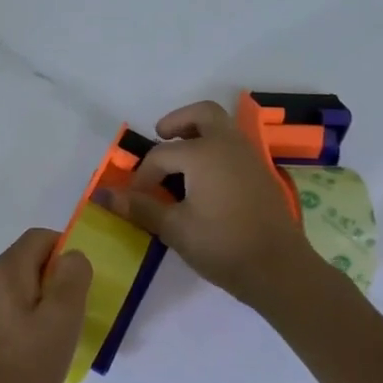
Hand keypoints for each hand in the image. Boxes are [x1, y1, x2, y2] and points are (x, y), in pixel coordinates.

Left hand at [0, 229, 91, 382]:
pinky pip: (13, 310)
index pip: (40, 238)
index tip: (84, 286)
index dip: (67, 251)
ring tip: (61, 338)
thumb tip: (72, 256)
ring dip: (47, 304)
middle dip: (59, 281)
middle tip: (76, 316)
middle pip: (31, 261)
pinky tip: (40, 353)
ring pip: (23, 288)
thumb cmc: (23, 367)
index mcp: (5, 270)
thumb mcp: (61, 319)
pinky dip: (32, 321)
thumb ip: (72, 278)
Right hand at [93, 99, 317, 308]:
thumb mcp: (174, 228)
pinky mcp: (261, 173)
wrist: (279, 269)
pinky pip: (233, 145)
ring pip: (222, 127)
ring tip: (179, 161)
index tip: (135, 198)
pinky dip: (215, 148)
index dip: (143, 175)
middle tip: (161, 137)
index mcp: (203, 153)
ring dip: (198, 133)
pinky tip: (204, 180)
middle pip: (202, 114)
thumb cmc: (222, 245)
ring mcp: (249, 156)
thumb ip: (140, 207)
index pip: (161, 154)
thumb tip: (103, 195)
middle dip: (178, 121)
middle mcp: (227, 145)